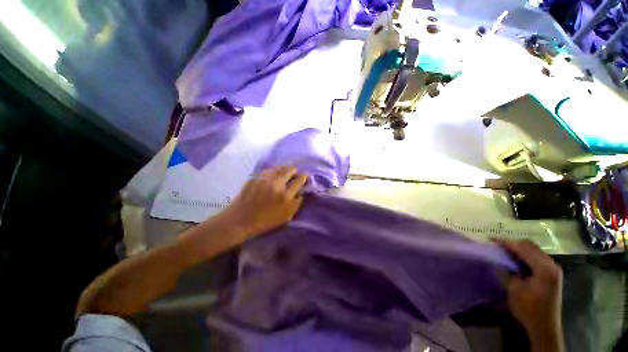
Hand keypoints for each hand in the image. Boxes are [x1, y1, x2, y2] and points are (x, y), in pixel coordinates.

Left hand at [218, 165, 307, 236]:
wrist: (241, 219)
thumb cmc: (265, 221)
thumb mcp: (286, 217)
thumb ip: (296, 204)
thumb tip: (301, 193)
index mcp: (286, 196)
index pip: (299, 181)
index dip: (303, 176)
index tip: (304, 175)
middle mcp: (277, 184)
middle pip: (290, 170)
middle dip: (294, 170)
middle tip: (295, 172)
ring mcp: (265, 179)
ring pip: (279, 168)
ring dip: (285, 168)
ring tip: (286, 170)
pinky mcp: (256, 177)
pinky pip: (268, 170)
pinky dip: (274, 170)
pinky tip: (274, 173)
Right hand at [497, 239, 563, 351]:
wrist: (544, 327)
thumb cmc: (528, 309)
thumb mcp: (514, 289)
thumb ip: (507, 270)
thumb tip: (499, 258)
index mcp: (544, 268)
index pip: (523, 248)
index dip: (506, 243)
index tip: (491, 240)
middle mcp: (551, 264)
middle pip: (530, 246)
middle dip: (513, 244)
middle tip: (497, 246)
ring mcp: (553, 269)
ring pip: (534, 250)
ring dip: (519, 249)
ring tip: (504, 252)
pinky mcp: (552, 273)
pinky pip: (537, 257)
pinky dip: (525, 255)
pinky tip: (516, 260)